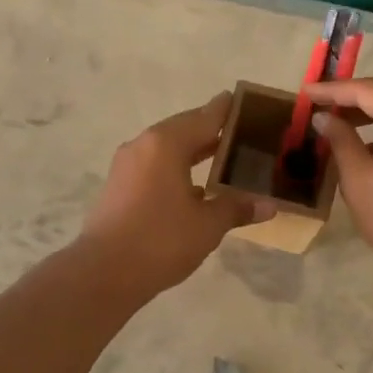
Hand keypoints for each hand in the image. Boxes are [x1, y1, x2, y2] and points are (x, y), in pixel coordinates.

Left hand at [79, 92, 268, 293]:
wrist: (104, 272)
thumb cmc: (161, 240)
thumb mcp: (207, 224)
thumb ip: (237, 208)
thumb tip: (269, 205)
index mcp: (166, 143)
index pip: (205, 116)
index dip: (226, 109)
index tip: (243, 100)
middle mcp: (144, 145)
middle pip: (184, 129)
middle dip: (212, 132)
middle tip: (243, 133)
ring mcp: (127, 166)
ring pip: (168, 149)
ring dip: (194, 152)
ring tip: (224, 157)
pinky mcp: (119, 186)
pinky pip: (155, 167)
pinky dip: (177, 169)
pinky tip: (196, 187)